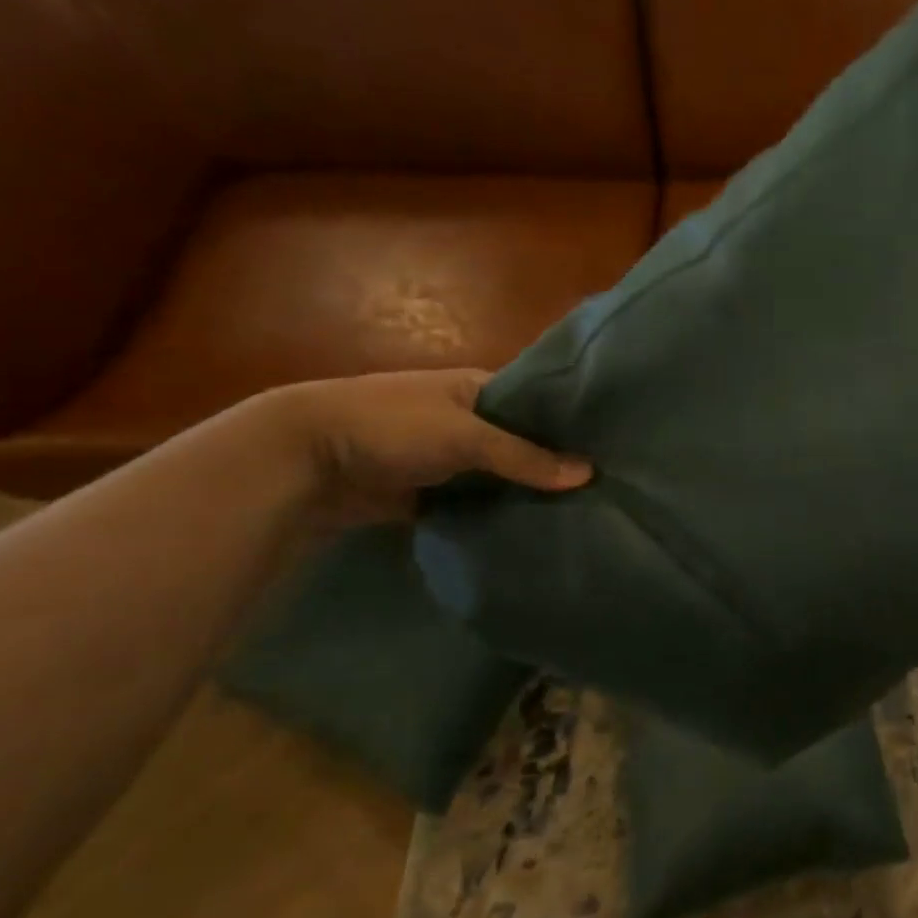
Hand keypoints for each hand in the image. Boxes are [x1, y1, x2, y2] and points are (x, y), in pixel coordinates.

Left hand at [253, 369, 591, 522]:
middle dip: (556, 464)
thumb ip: (526, 457)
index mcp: (478, 388)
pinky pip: (478, 502)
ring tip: (582, 513)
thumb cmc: (392, 426)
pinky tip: (535, 529)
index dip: (571, 425)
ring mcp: (450, 457)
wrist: (306, 459)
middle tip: (606, 489)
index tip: (611, 450)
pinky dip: (500, 513)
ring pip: (503, 475)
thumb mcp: (465, 436)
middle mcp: (469, 419)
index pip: (538, 404)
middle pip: (524, 443)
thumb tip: (589, 475)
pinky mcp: (434, 491)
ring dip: (529, 492)